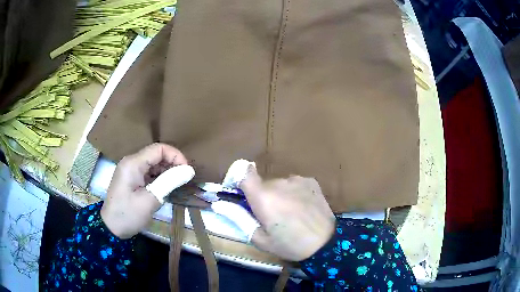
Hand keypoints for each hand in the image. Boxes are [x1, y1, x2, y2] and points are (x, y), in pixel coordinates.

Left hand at [101, 143, 187, 238]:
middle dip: (172, 164)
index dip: (175, 156)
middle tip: (184, 180)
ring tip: (176, 185)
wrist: (111, 228)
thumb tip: (189, 170)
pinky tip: (166, 188)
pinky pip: (149, 172)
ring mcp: (131, 170)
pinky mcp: (132, 178)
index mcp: (133, 163)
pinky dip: (159, 178)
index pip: (159, 149)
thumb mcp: (150, 200)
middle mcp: (131, 162)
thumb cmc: (128, 215)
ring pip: (153, 163)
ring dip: (167, 171)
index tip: (187, 171)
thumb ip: (169, 182)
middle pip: (156, 154)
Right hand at [241, 166, 335, 261]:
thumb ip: (240, 219)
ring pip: (279, 185)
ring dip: (279, 195)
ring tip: (289, 214)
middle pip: (262, 184)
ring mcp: (297, 180)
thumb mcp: (260, 239)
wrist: (326, 243)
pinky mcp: (311, 181)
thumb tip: (222, 205)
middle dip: (262, 197)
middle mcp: (279, 182)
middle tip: (270, 216)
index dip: (238, 178)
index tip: (239, 192)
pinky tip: (302, 208)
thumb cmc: (290, 245)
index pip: (243, 172)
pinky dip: (293, 193)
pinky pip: (294, 184)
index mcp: (263, 197)